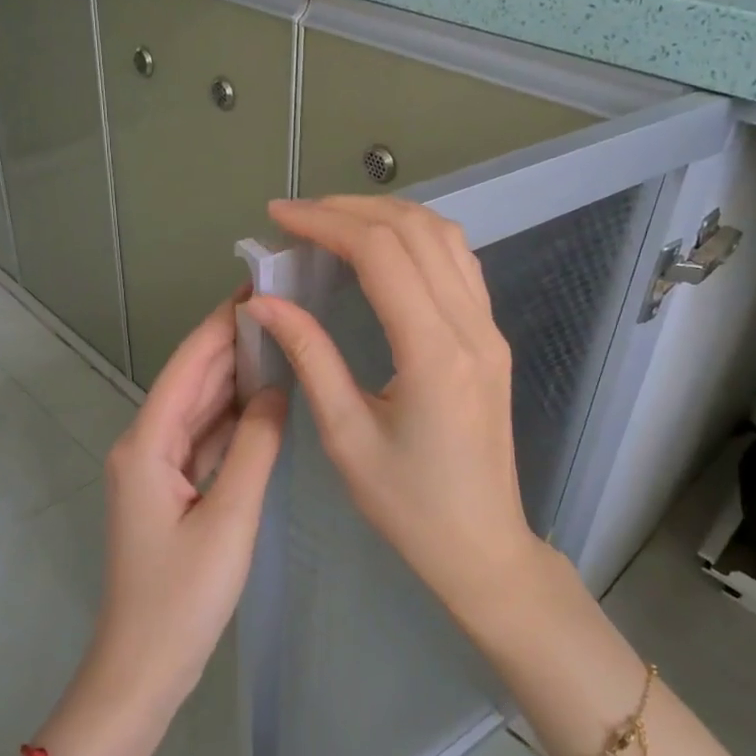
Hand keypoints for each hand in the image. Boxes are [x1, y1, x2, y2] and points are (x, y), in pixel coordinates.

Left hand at [86, 294, 286, 722]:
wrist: (142, 669)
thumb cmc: (182, 597)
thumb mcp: (230, 518)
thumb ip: (255, 446)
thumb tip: (276, 387)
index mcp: (147, 442)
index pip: (189, 364)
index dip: (222, 323)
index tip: (259, 286)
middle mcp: (145, 444)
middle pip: (193, 380)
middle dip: (234, 342)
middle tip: (284, 306)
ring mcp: (156, 467)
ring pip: (200, 407)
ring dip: (235, 376)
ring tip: (283, 339)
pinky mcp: (170, 488)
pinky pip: (204, 438)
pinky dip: (233, 417)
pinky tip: (266, 400)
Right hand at [243, 197, 542, 620]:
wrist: (482, 545)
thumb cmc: (408, 506)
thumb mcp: (346, 436)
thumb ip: (310, 357)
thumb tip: (265, 302)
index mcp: (433, 353)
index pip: (380, 254)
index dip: (326, 223)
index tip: (279, 217)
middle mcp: (470, 327)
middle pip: (414, 231)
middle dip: (351, 209)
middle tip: (298, 216)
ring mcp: (489, 329)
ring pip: (445, 238)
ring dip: (388, 215)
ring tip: (334, 221)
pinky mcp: (491, 338)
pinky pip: (459, 263)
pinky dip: (418, 238)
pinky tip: (384, 249)